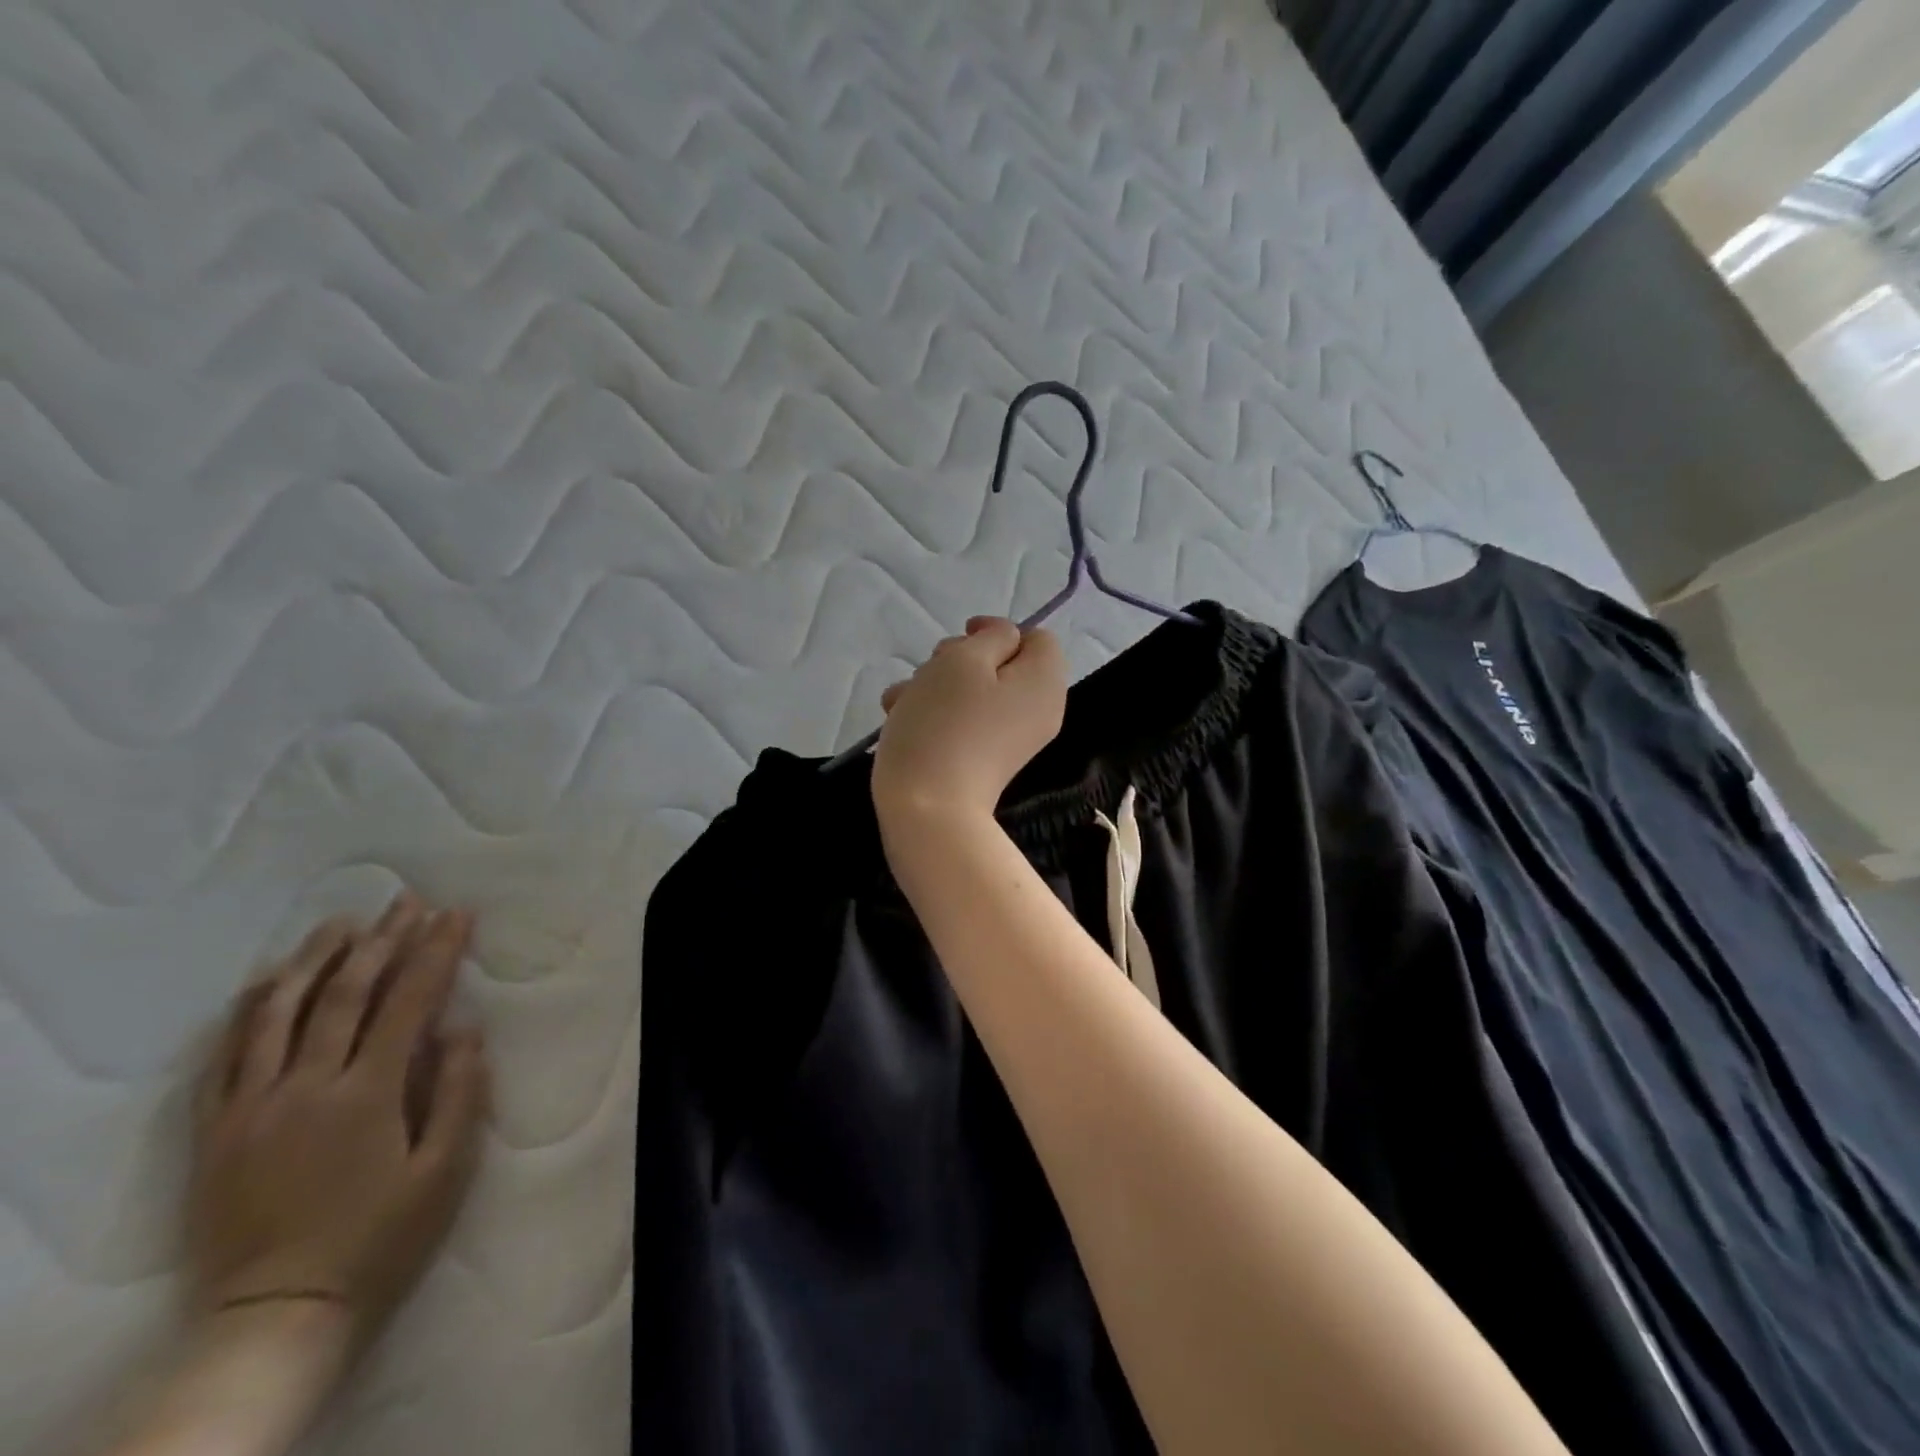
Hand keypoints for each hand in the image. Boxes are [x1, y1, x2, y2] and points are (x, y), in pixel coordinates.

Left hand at [188, 893, 488, 1361]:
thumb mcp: (444, 1171)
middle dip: (382, 940)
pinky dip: (246, 1011)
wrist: (276, 1315)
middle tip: (406, 901)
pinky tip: (266, 982)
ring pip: (277, 1014)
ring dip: (313, 960)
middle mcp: (305, 1086)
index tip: (456, 914)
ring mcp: (250, 1106)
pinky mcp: (214, 1131)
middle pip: (345, 994)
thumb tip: (463, 1027)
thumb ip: (458, 1092)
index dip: (435, 951)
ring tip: (341, 923)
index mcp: (367, 1094)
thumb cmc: (380, 1238)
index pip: (407, 1001)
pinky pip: (223, 1057)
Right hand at [871, 617, 1066, 821]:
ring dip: (934, 686)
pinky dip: (934, 715)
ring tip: (902, 700)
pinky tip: (900, 720)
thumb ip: (992, 637)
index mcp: (1044, 683)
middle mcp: (1036, 710)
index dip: (998, 631)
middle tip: (929, 672)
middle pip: (1002, 664)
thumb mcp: (964, 660)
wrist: (928, 809)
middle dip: (958, 660)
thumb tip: (1004, 640)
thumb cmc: (945, 724)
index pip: (1036, 638)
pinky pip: (964, 721)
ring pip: (974, 691)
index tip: (962, 639)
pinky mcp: (983, 759)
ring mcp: (1009, 738)